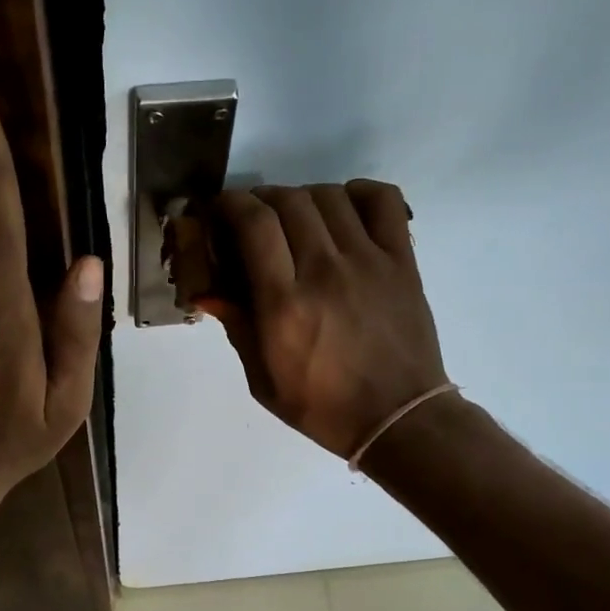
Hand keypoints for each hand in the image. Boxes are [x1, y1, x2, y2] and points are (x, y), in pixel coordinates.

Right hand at [201, 182, 447, 458]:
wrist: (397, 418)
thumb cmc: (322, 407)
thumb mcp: (263, 381)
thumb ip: (237, 327)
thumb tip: (207, 290)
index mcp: (284, 304)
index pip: (254, 223)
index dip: (230, 205)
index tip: (220, 211)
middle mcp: (324, 271)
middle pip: (287, 200)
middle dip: (260, 200)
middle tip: (253, 221)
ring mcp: (368, 261)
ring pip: (329, 195)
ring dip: (302, 197)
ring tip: (295, 220)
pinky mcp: (402, 261)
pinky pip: (382, 200)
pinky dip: (357, 192)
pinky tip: (344, 211)